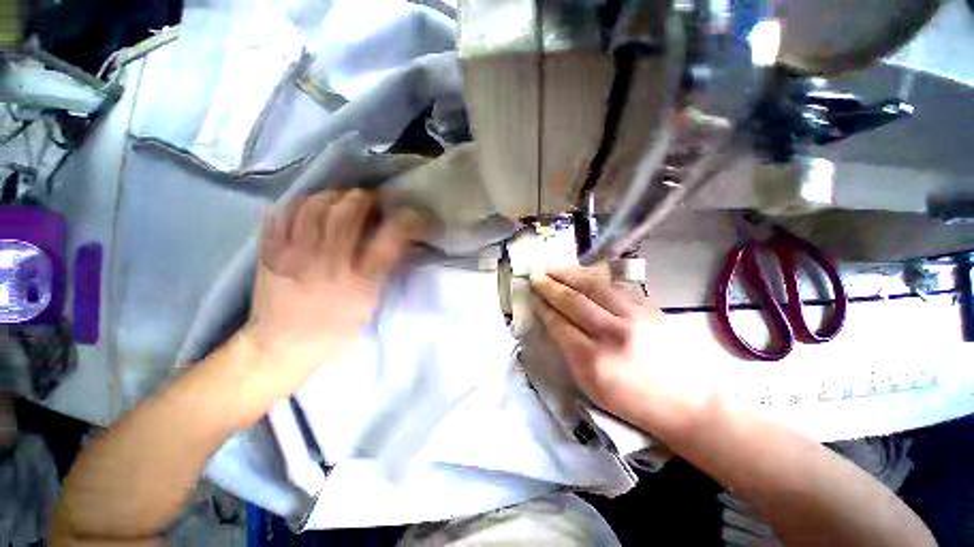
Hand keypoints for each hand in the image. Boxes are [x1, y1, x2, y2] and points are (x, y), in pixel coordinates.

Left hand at [242, 190, 423, 383]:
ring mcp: (296, 254)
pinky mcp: (271, 253)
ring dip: (334, 196)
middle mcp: (330, 262)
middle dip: (366, 198)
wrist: (281, 347)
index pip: (391, 237)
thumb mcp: (370, 306)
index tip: (413, 215)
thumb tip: (399, 244)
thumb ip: (384, 272)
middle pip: (349, 212)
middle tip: (373, 200)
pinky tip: (311, 206)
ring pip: (315, 206)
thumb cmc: (335, 331)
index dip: (408, 219)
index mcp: (361, 280)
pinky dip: (300, 203)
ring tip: (343, 200)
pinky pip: (283, 214)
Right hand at [531, 267, 712, 435]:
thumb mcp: (591, 385)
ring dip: (570, 275)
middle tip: (536, 278)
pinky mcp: (649, 308)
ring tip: (554, 269)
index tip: (534, 298)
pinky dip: (594, 277)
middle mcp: (612, 333)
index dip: (544, 309)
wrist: (687, 402)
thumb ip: (569, 351)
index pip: (560, 325)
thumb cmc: (632, 401)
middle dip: (551, 287)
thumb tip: (553, 321)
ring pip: (594, 287)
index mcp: (593, 360)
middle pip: (574, 301)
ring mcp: (634, 317)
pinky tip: (583, 273)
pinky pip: (615, 286)